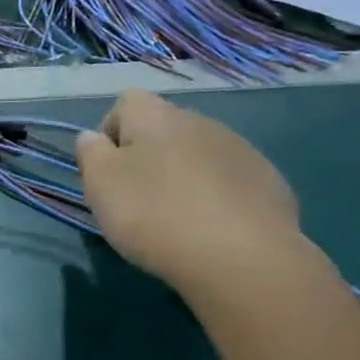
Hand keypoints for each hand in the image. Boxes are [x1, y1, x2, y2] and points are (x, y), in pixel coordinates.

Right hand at [74, 91, 311, 301]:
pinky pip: (229, 181)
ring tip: (175, 220)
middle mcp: (201, 122)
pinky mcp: (269, 182)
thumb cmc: (154, 215)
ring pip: (197, 155)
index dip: (110, 133)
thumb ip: (90, 153)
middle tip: (136, 202)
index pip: (126, 102)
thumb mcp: (100, 185)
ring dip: (182, 177)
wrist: (242, 257)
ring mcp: (241, 150)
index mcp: (157, 118)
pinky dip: (215, 199)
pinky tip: (210, 230)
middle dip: (147, 158)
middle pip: (163, 130)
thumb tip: (93, 138)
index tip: (107, 173)